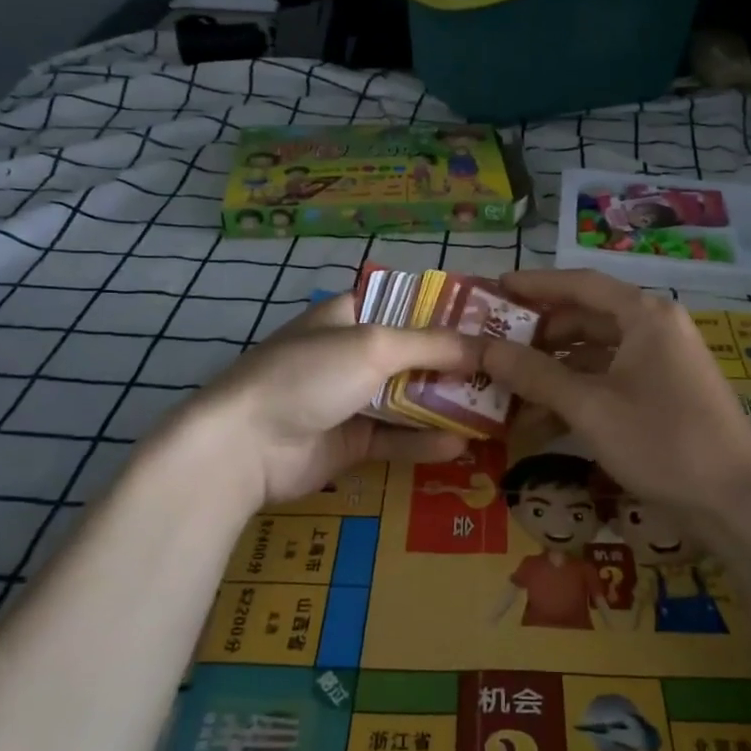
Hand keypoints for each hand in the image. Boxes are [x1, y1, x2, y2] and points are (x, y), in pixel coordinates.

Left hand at [153, 294, 484, 507]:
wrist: (245, 445)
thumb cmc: (309, 374)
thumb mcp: (374, 345)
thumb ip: (432, 344)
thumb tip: (485, 346)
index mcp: (350, 315)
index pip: (408, 304)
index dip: (448, 311)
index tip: (492, 321)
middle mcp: (352, 353)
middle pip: (414, 354)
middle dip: (457, 363)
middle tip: (505, 372)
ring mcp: (350, 399)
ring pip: (409, 398)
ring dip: (447, 404)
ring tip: (495, 411)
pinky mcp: (351, 442)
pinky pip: (396, 438)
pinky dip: (424, 440)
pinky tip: (460, 446)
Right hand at [482, 270, 750, 522]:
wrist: (734, 502)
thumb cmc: (662, 441)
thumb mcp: (590, 406)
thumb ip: (534, 374)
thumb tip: (481, 348)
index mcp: (645, 316)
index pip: (581, 284)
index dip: (535, 285)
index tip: (495, 289)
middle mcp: (654, 331)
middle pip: (585, 321)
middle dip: (537, 338)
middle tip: (492, 349)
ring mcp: (660, 366)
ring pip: (594, 358)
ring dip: (551, 375)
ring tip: (504, 394)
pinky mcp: (662, 398)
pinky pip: (608, 385)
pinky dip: (575, 399)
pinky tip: (537, 424)